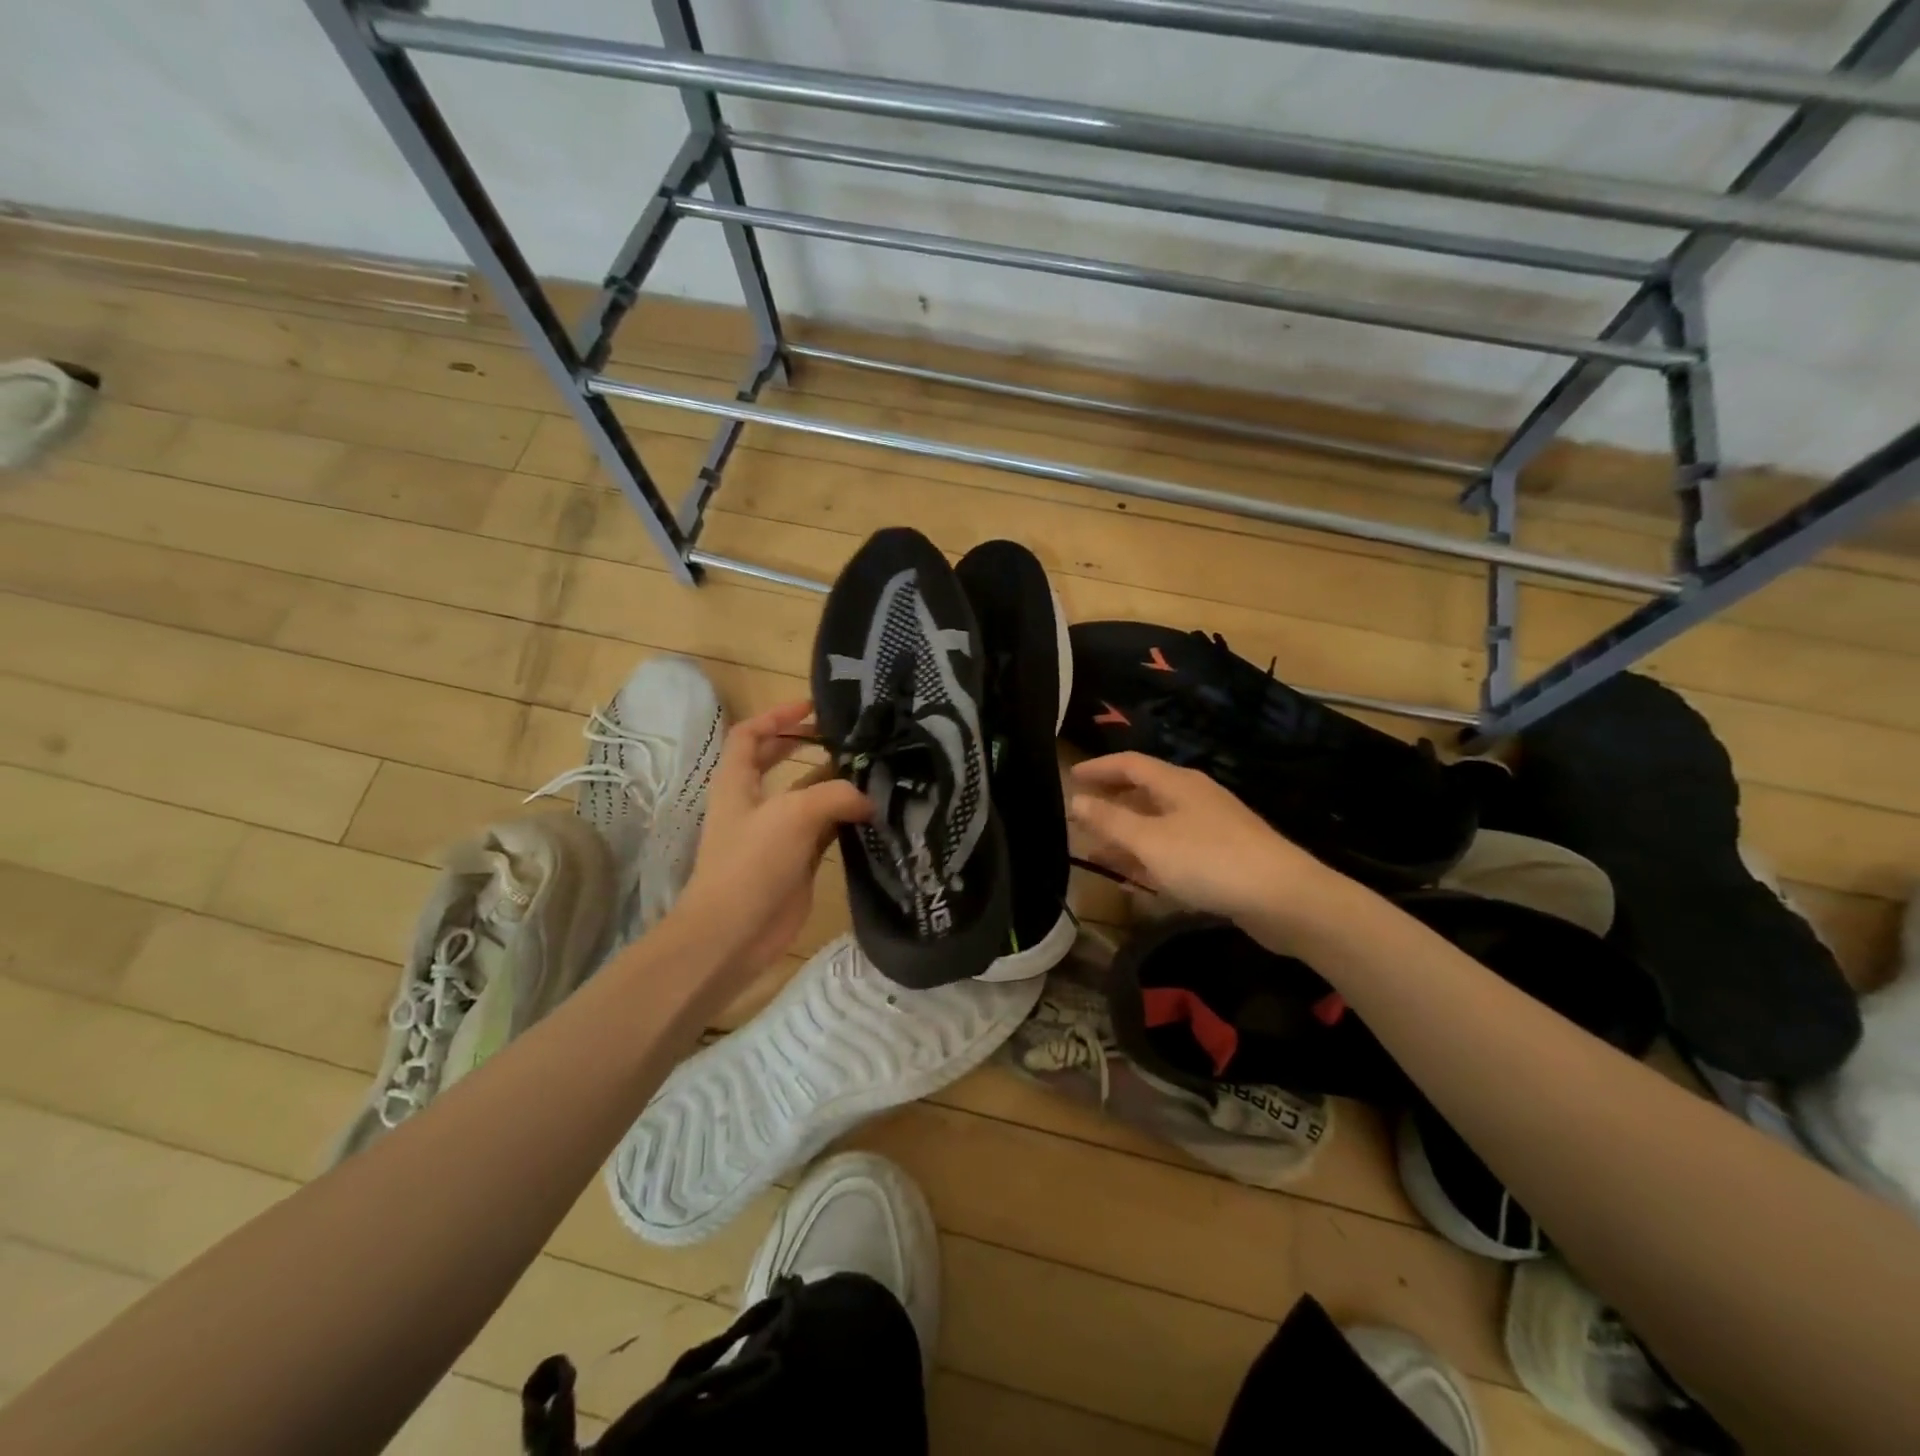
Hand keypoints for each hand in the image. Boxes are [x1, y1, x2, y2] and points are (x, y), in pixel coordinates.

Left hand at [671, 701, 871, 975]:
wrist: (734, 933)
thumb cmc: (752, 863)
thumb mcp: (793, 814)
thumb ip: (836, 795)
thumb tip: (871, 798)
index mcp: (737, 782)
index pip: (750, 735)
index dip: (777, 716)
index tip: (813, 707)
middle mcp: (755, 803)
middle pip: (780, 762)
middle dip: (810, 747)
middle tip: (850, 739)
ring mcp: (776, 834)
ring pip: (808, 798)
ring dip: (835, 784)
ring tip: (874, 771)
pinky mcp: (796, 861)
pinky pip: (825, 831)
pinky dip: (846, 820)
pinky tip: (874, 813)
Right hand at [1068, 752, 1345, 936]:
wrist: (1284, 898)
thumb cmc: (1209, 860)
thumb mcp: (1150, 841)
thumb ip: (1110, 820)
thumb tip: (1076, 800)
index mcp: (1177, 783)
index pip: (1130, 764)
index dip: (1099, 768)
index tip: (1071, 777)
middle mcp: (1194, 798)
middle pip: (1144, 793)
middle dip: (1111, 803)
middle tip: (1080, 815)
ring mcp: (1211, 828)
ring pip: (1158, 825)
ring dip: (1126, 837)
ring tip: (1095, 852)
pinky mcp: (1222, 858)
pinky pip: (1173, 851)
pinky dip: (1149, 860)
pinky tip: (1133, 882)